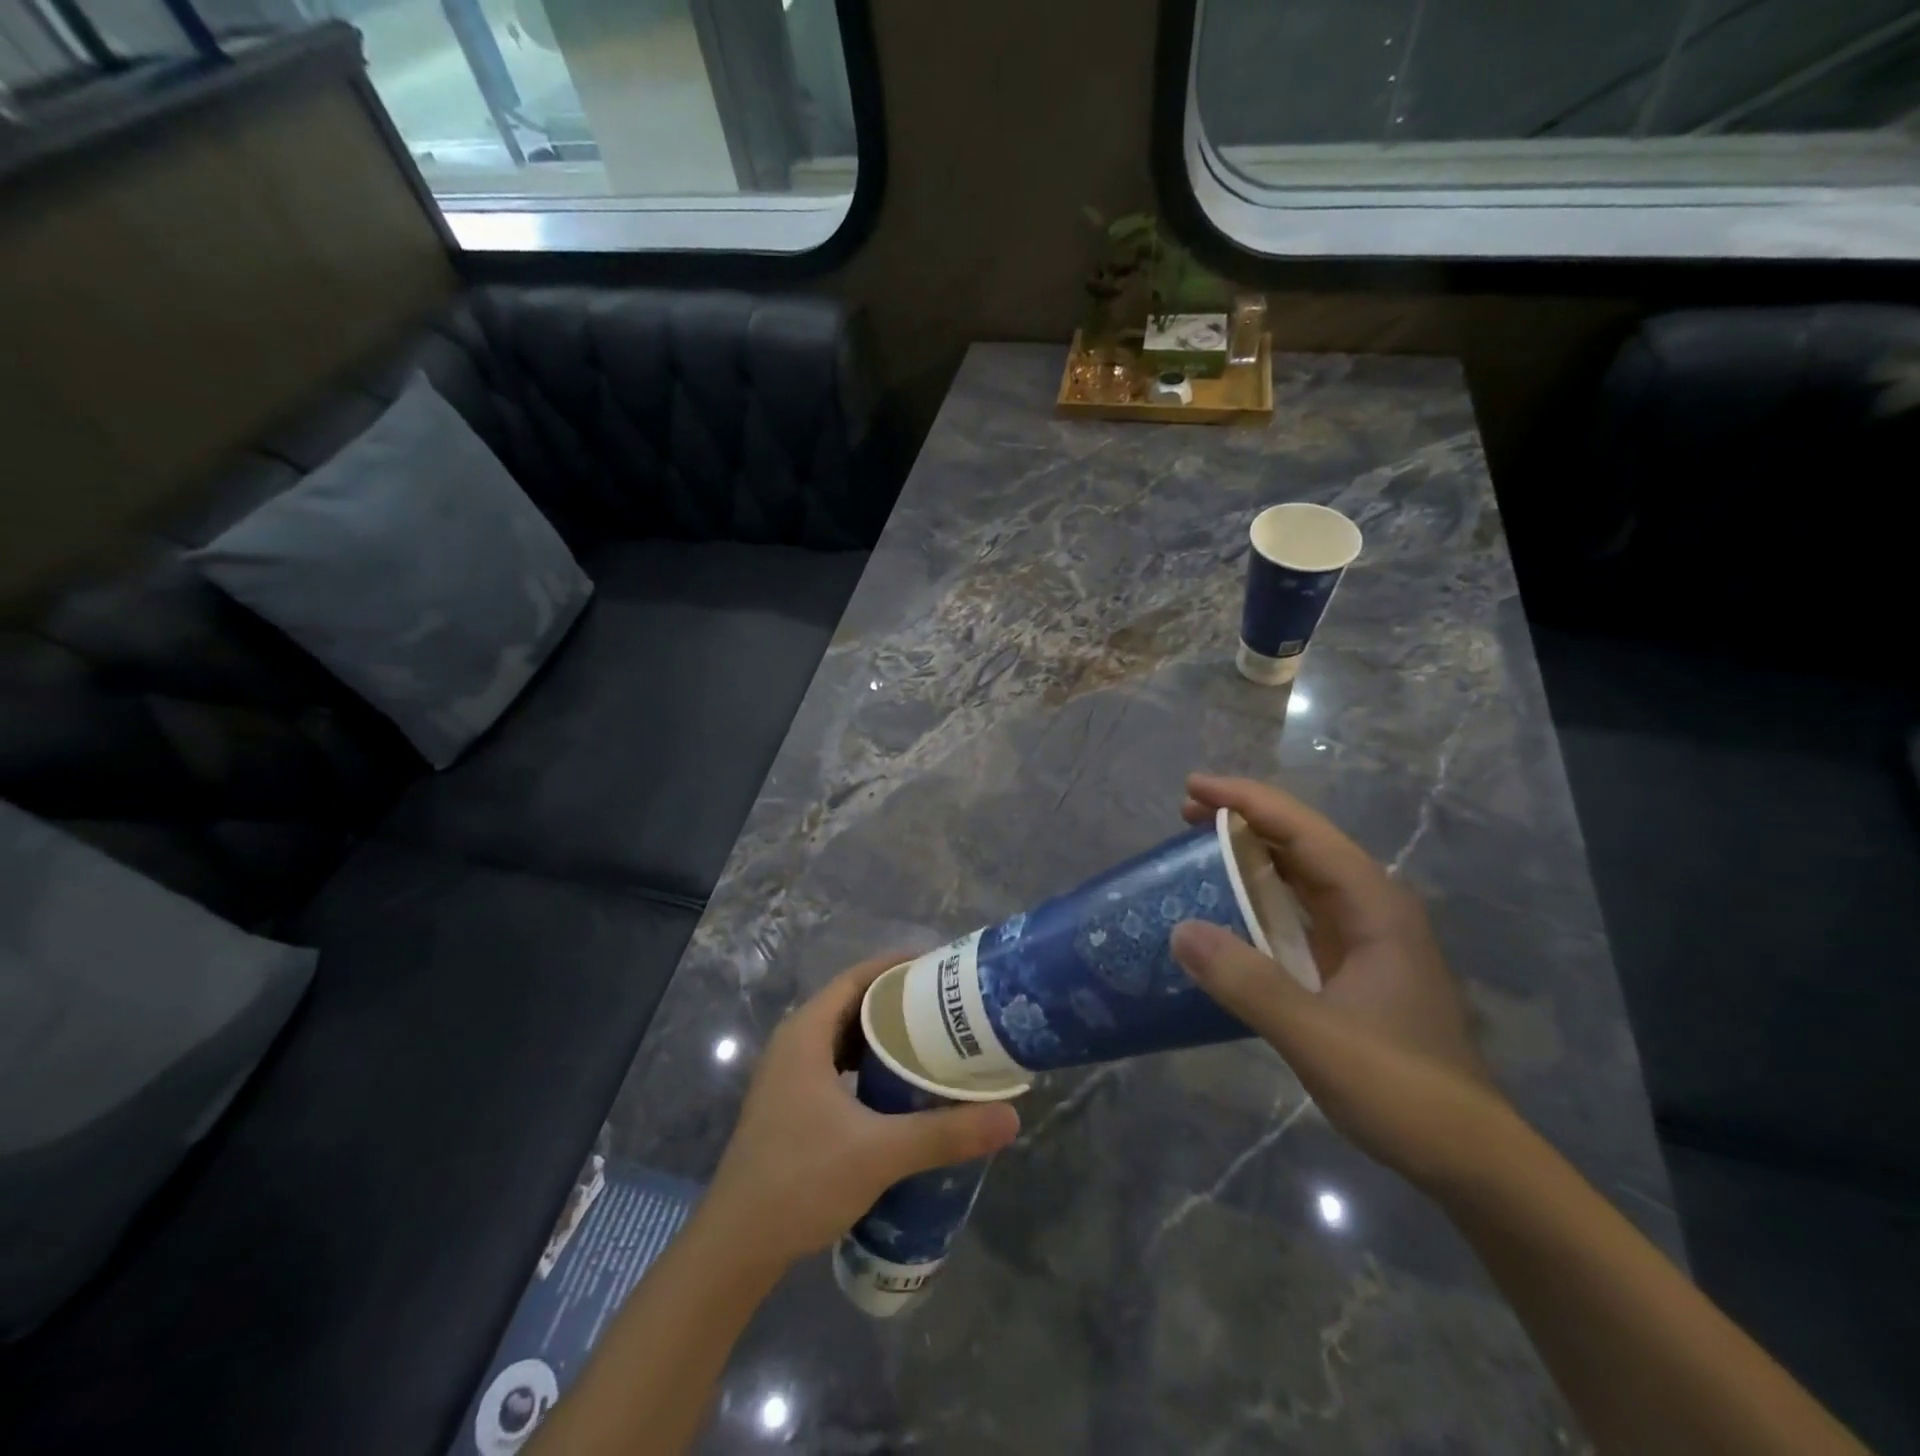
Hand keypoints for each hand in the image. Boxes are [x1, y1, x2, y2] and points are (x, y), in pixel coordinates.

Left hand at [700, 955, 1020, 1270]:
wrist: (736, 1248)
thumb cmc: (801, 1181)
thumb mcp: (879, 1153)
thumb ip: (944, 1133)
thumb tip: (1010, 1118)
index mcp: (806, 1032)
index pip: (857, 977)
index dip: (898, 967)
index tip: (942, 969)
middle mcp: (794, 1043)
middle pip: (853, 1003)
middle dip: (899, 1001)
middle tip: (948, 1007)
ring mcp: (790, 1075)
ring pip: (845, 1036)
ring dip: (885, 1035)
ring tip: (932, 1041)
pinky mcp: (792, 1104)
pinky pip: (838, 1064)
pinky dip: (869, 1064)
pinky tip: (899, 1087)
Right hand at [1171, 774, 1516, 1191]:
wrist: (1467, 1158)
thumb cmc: (1401, 1088)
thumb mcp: (1318, 1036)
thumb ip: (1249, 982)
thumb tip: (1179, 930)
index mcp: (1373, 906)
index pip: (1304, 832)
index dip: (1247, 802)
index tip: (1193, 787)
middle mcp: (1370, 909)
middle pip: (1301, 844)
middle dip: (1243, 821)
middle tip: (1183, 814)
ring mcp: (1362, 938)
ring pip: (1299, 877)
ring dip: (1249, 857)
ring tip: (1195, 848)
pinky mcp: (1350, 967)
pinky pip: (1296, 914)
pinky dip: (1258, 899)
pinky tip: (1226, 909)